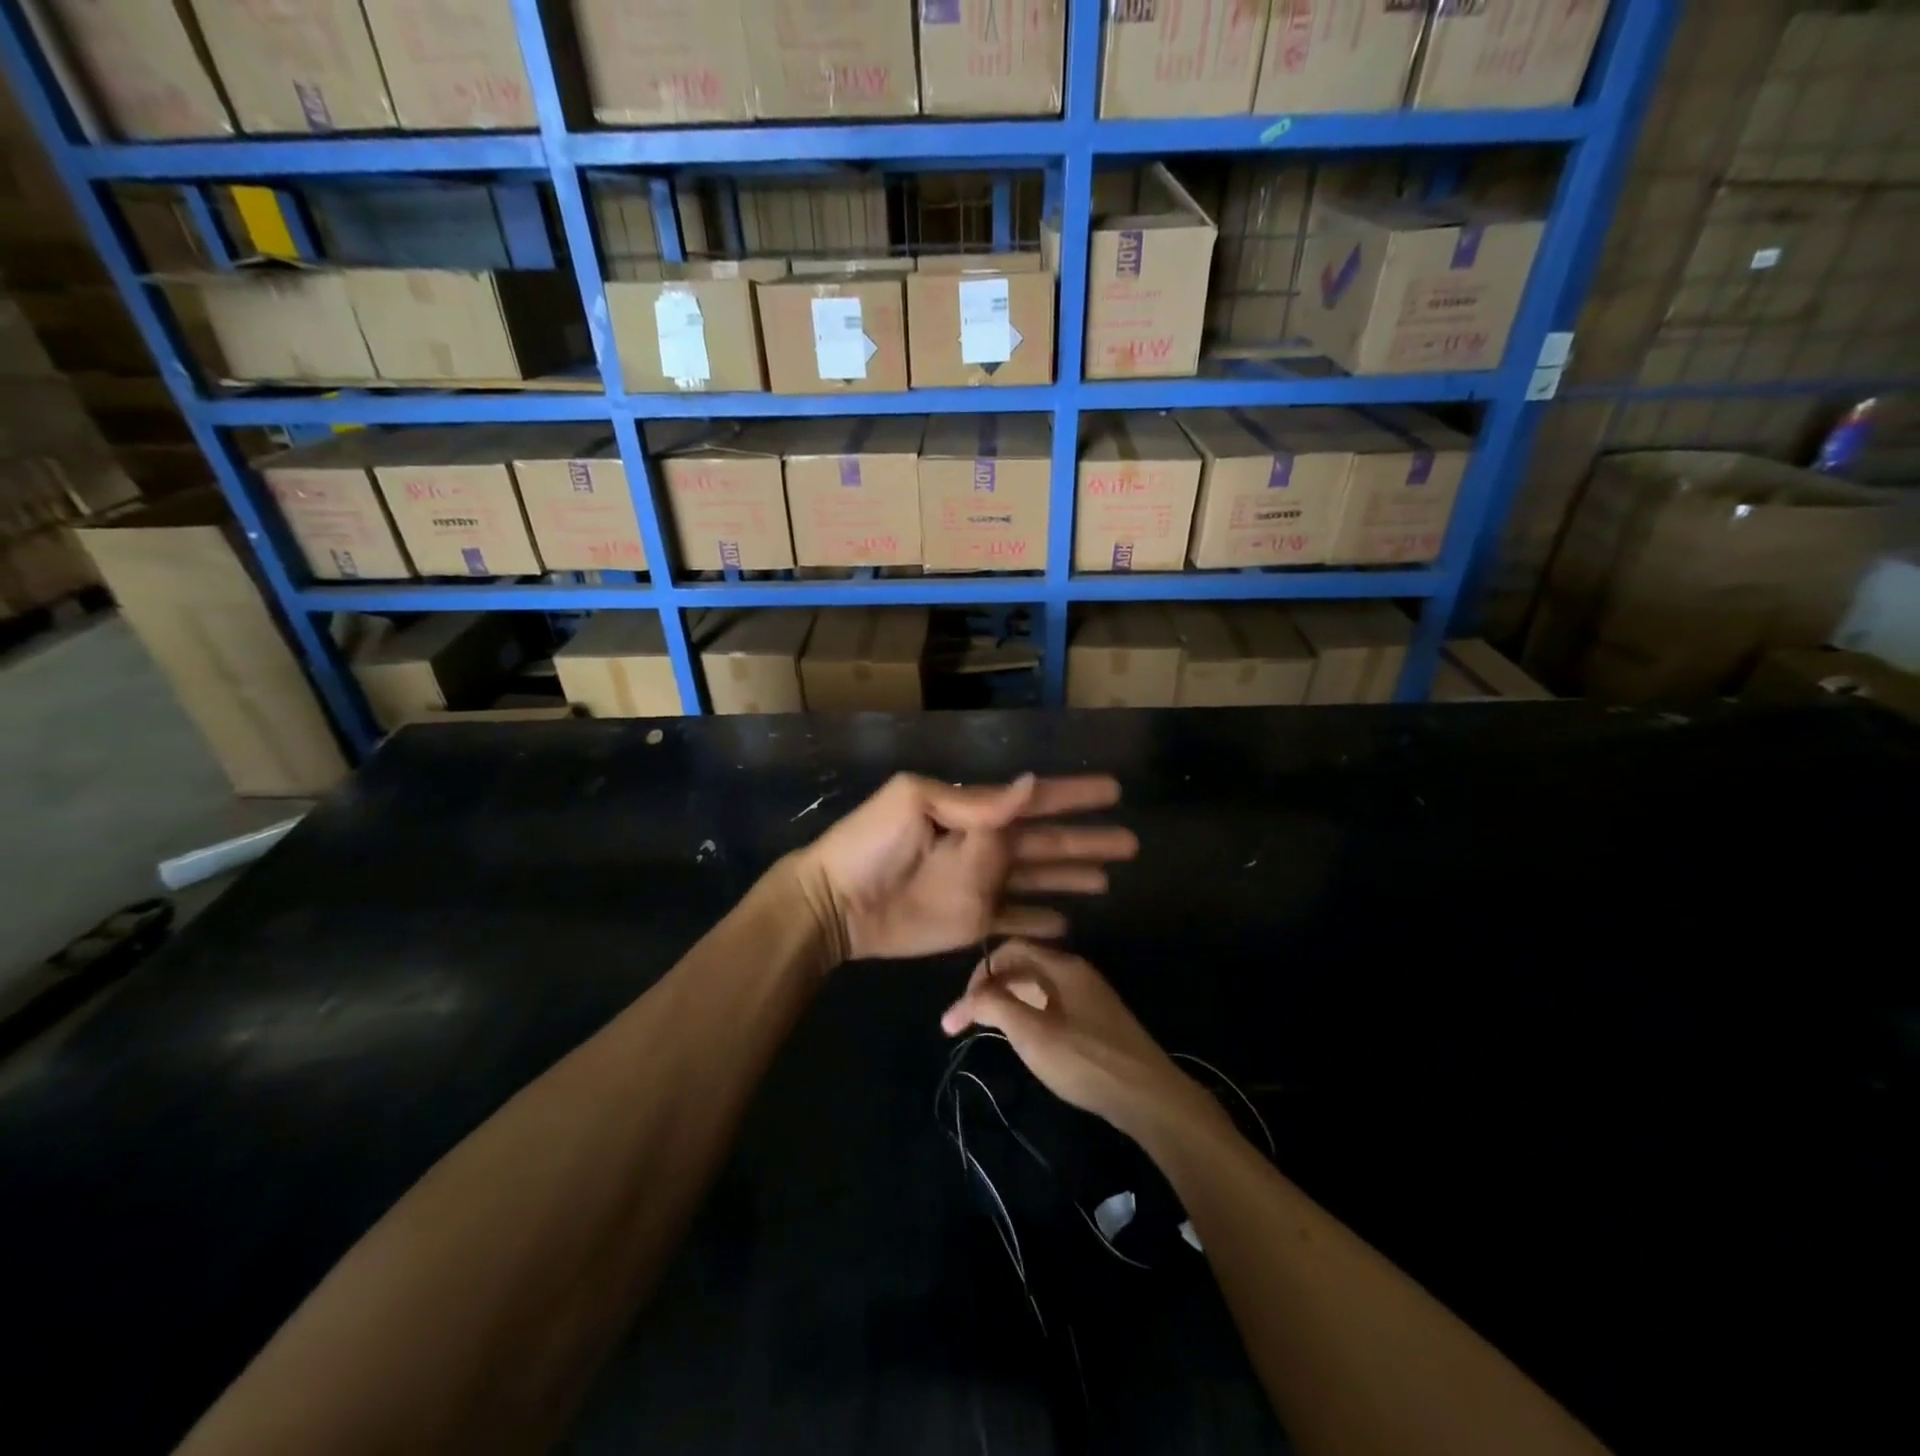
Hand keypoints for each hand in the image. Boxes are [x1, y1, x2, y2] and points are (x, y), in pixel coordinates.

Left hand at [795, 773, 1136, 962]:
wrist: (835, 903)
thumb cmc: (870, 844)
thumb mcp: (915, 803)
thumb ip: (974, 802)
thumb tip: (1030, 784)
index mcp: (975, 814)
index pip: (1036, 801)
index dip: (1074, 795)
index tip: (1113, 789)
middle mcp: (987, 848)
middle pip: (1049, 843)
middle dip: (1087, 840)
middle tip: (1130, 842)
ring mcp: (982, 887)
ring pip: (1040, 879)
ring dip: (1072, 876)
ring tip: (1109, 879)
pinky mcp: (973, 924)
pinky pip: (1016, 922)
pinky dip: (1041, 922)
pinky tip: (1068, 923)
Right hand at [939, 940, 1225, 1142]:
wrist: (1150, 1097)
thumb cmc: (1086, 1061)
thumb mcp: (1033, 1034)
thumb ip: (997, 1006)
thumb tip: (970, 994)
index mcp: (1063, 966)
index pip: (1010, 950)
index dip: (979, 974)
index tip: (960, 1010)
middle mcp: (1077, 972)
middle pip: (1023, 966)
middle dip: (990, 989)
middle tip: (966, 1022)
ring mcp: (1090, 996)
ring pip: (1038, 986)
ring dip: (1008, 1001)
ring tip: (987, 1029)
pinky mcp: (1098, 1020)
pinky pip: (1053, 1003)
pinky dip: (1029, 1013)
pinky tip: (1024, 1039)